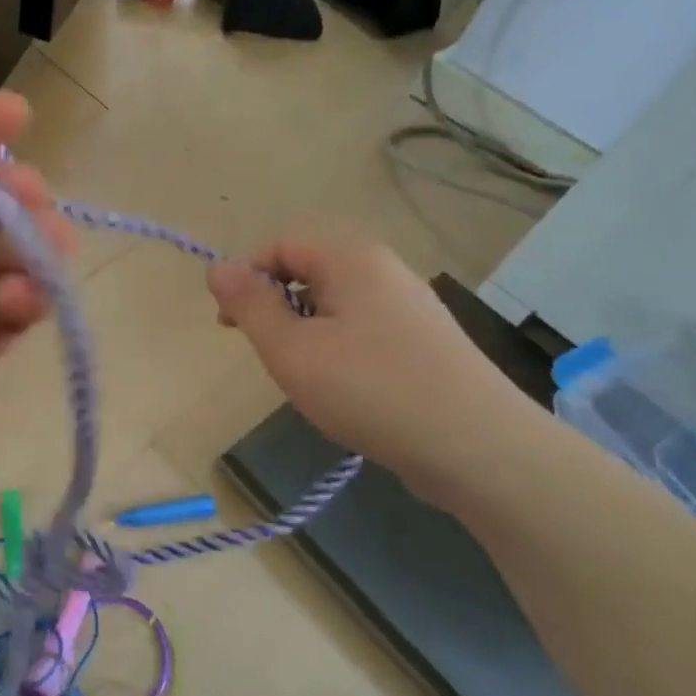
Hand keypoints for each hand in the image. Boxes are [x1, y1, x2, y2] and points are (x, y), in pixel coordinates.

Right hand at [206, 236, 533, 494]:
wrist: (478, 448)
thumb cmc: (370, 389)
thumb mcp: (291, 349)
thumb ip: (250, 305)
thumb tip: (217, 268)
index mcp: (351, 259)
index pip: (280, 246)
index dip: (247, 279)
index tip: (231, 326)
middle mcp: (385, 270)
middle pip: (309, 272)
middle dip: (277, 308)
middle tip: (270, 355)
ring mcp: (411, 306)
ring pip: (336, 305)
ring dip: (307, 333)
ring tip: (308, 378)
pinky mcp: (426, 342)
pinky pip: (364, 330)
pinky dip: (340, 350)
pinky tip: (347, 391)